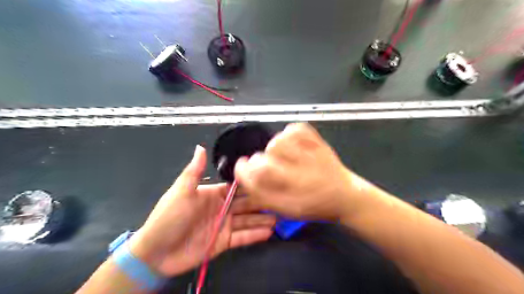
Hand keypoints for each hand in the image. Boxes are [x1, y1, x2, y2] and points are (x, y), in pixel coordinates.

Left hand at [128, 145, 274, 277]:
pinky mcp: (223, 242)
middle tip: (279, 200)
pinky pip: (242, 237)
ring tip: (279, 216)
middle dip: (261, 202)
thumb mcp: (181, 191)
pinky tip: (268, 232)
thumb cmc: (169, 217)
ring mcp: (223, 226)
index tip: (268, 180)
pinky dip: (255, 235)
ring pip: (247, 221)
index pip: (236, 187)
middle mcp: (221, 208)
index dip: (251, 184)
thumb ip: (194, 171)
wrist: (155, 253)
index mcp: (213, 195)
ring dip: (262, 219)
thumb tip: (200, 147)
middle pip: (245, 204)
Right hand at [234, 123, 367, 220]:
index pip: (255, 180)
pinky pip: (296, 129)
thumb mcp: (287, 209)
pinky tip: (293, 143)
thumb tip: (245, 175)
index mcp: (289, 198)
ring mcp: (311, 158)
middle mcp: (299, 178)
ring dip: (274, 148)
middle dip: (257, 161)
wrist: (345, 196)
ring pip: (278, 143)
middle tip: (265, 163)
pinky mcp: (319, 144)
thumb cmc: (314, 205)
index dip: (243, 170)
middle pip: (263, 163)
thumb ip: (263, 195)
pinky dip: (290, 133)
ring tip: (282, 154)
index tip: (242, 165)